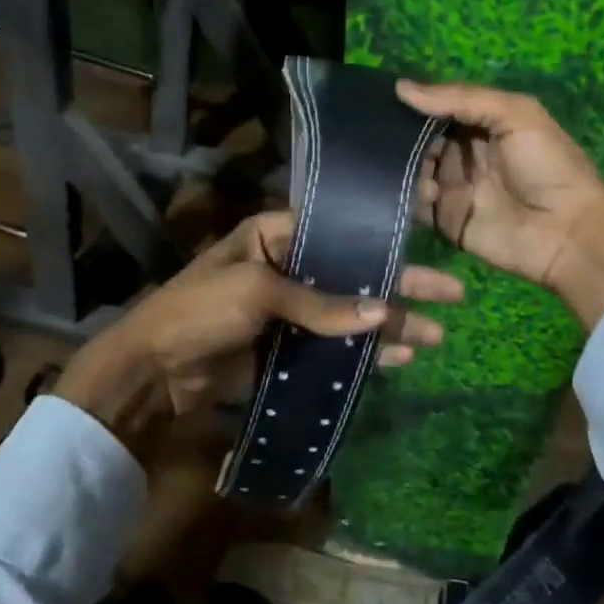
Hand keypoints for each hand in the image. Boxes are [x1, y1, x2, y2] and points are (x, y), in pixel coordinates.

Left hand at [55, 211, 462, 459]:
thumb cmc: (200, 311)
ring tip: (434, 336)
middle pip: (354, 275)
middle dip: (400, 287)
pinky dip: (364, 354)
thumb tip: (385, 313)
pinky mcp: (287, 349)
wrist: (151, 372)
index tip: (427, 245)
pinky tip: (399, 359)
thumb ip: (322, 303)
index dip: (382, 240)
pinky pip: (333, 348)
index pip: (339, 232)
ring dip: (389, 325)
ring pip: (349, 314)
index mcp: (274, 236)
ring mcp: (289, 311)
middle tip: (452, 296)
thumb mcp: (258, 293)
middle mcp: (287, 267)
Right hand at [398, 79, 603, 328]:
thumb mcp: (516, 114)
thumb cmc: (547, 166)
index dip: (413, 103)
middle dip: (398, 135)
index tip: (381, 96)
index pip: (437, 108)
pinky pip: (414, 206)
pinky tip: (410, 189)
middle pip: (419, 139)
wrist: (567, 232)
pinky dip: (405, 197)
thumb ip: (462, 98)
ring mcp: (451, 188)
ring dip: (401, 166)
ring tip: (394, 162)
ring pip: (411, 171)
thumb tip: (402, 88)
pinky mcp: (444, 220)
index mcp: (481, 125)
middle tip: (376, 132)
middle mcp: (462, 154)